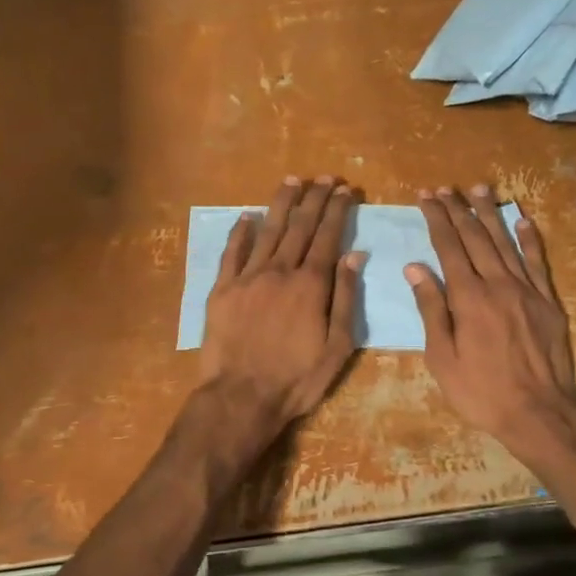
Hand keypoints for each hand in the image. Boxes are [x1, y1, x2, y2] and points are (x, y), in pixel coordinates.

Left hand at [199, 176, 362, 436]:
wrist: (240, 397)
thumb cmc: (296, 379)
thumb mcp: (337, 346)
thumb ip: (345, 297)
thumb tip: (354, 254)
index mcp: (311, 284)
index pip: (327, 236)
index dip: (337, 210)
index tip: (345, 189)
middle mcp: (279, 271)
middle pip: (299, 225)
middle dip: (314, 198)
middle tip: (324, 177)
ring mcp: (247, 277)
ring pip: (267, 230)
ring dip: (281, 203)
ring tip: (292, 180)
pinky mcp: (222, 289)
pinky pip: (232, 252)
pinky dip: (240, 231)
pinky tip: (247, 216)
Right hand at [405, 185, 575, 464]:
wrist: (539, 414)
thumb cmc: (480, 392)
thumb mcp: (442, 358)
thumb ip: (430, 309)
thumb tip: (415, 267)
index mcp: (468, 298)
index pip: (449, 247)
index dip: (437, 219)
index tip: (426, 197)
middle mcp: (498, 284)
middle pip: (476, 238)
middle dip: (458, 210)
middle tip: (445, 188)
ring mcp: (527, 291)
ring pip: (505, 242)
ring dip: (490, 214)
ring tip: (479, 189)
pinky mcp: (548, 302)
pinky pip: (537, 262)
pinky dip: (529, 239)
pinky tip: (522, 220)